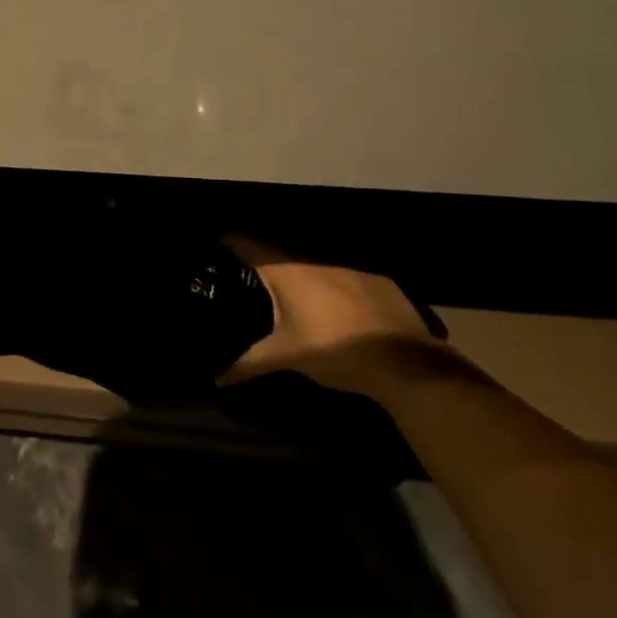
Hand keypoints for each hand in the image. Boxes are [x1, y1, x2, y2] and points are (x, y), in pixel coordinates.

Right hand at [226, 237, 441, 391]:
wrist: (402, 362)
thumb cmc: (333, 352)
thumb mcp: (286, 357)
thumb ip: (248, 364)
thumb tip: (215, 378)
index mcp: (288, 272)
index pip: (249, 246)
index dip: (230, 241)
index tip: (213, 239)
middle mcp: (315, 260)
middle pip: (279, 255)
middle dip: (263, 263)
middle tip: (245, 273)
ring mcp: (349, 267)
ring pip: (313, 266)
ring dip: (299, 275)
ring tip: (286, 291)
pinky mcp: (377, 280)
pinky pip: (343, 276)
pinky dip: (331, 285)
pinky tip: (332, 304)